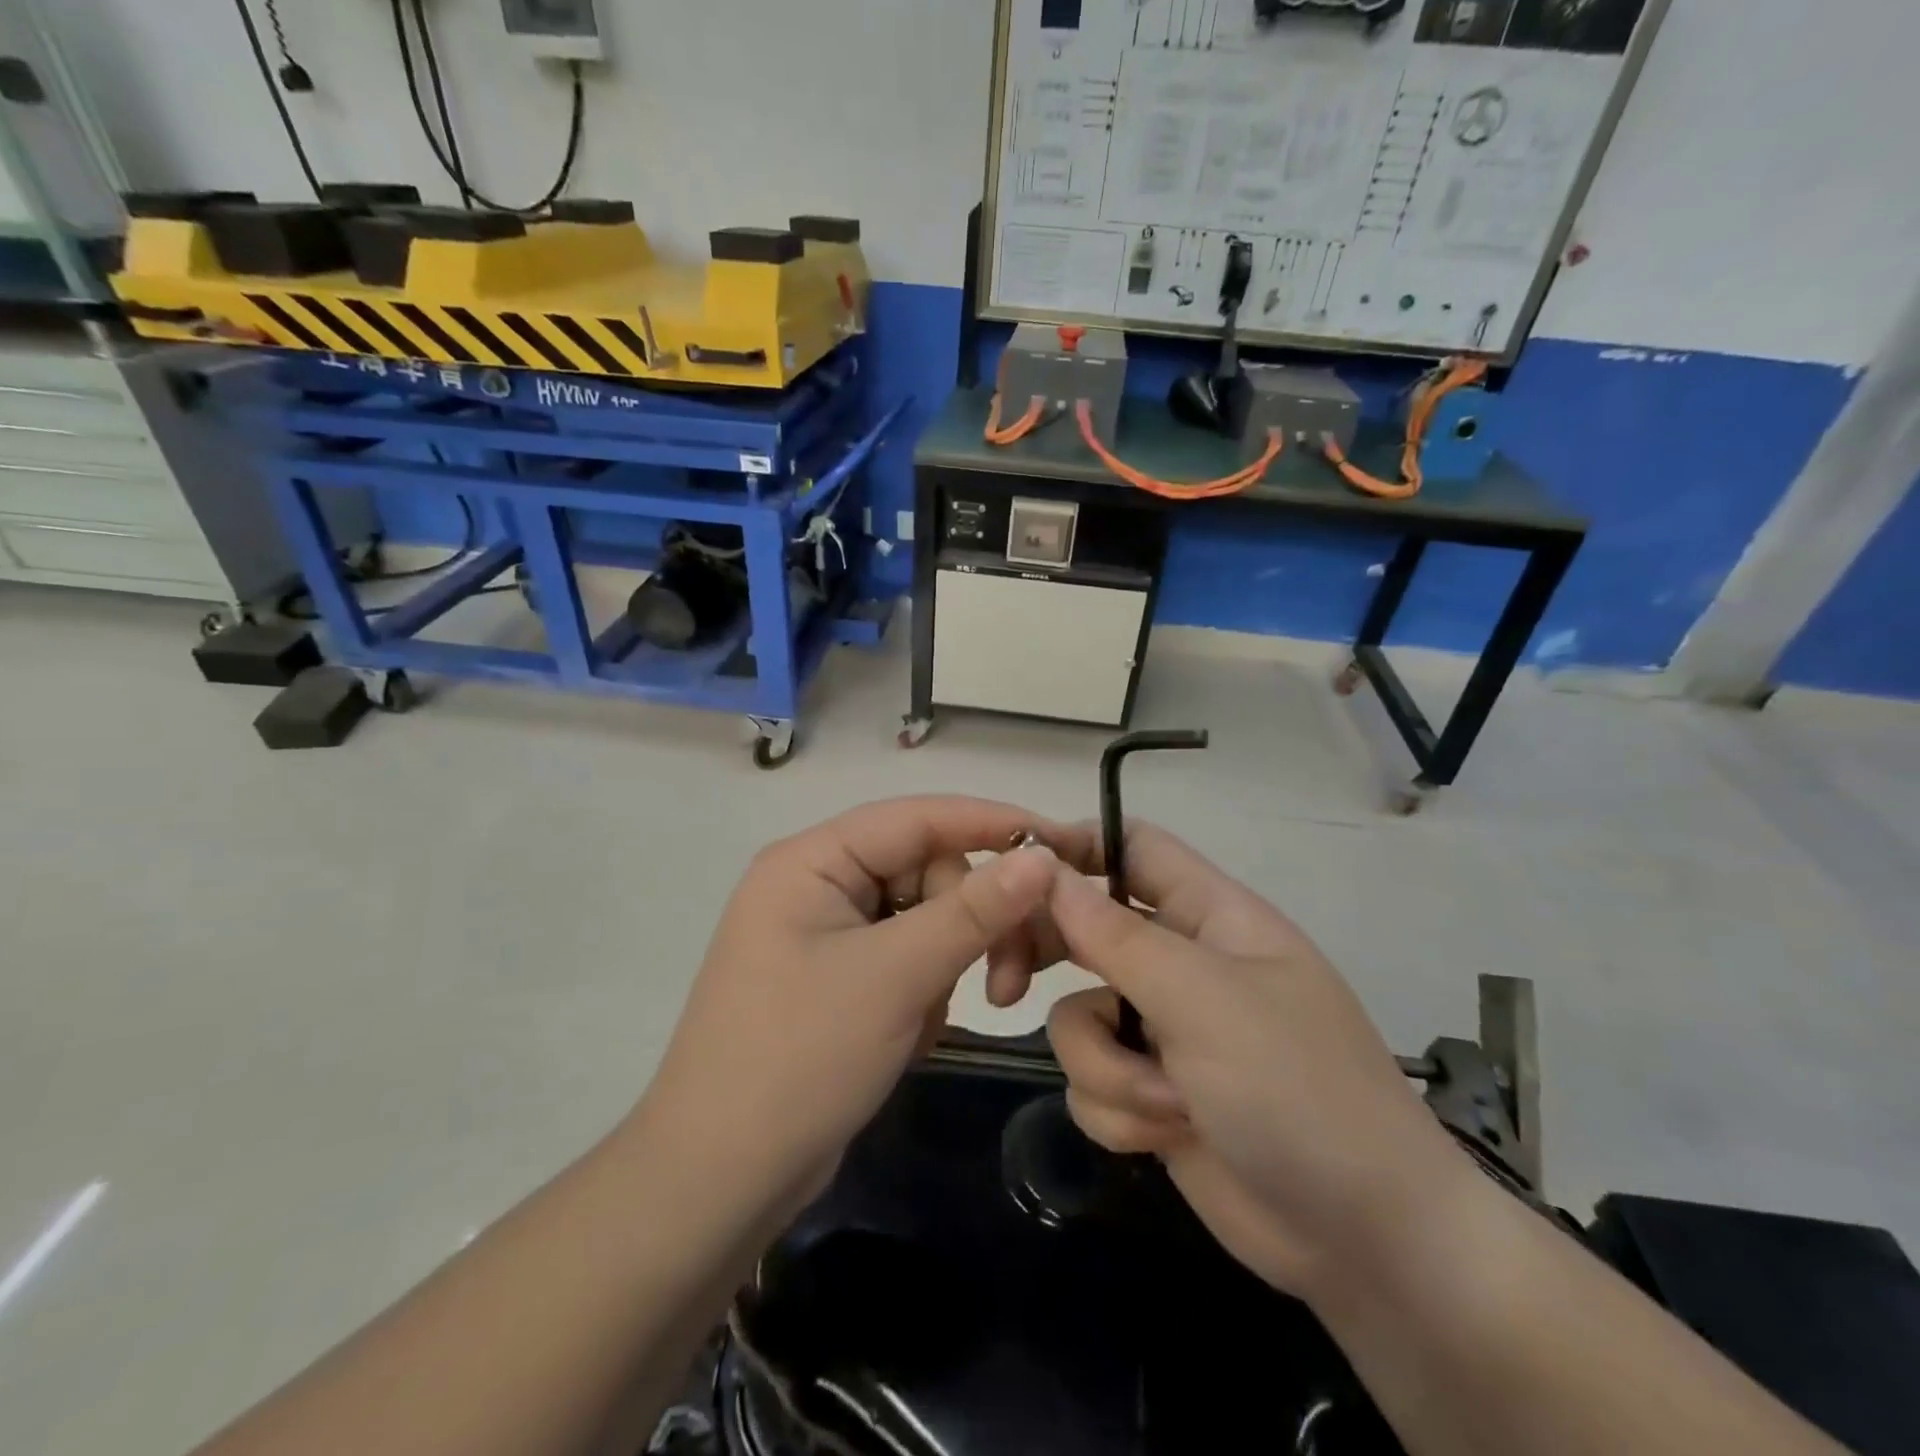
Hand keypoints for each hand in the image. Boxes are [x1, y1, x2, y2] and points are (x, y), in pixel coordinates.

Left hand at [635, 797, 1085, 1224]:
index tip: (1063, 843)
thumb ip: (973, 910)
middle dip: (972, 922)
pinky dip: (925, 991)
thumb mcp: (896, 977)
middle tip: (1009, 984)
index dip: (993, 824)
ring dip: (950, 964)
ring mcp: (826, 934)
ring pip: (923, 919)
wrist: (719, 1181)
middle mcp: (817, 884)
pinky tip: (911, 1038)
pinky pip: (905, 958)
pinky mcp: (838, 979)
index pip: (918, 817)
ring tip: (940, 1021)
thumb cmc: (800, 1060)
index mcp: (811, 861)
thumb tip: (1041, 857)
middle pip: (927, 871)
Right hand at [1043, 824, 1463, 1298]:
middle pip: (1084, 927)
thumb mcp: (1205, 1000)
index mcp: (1209, 915)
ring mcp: (1163, 1030)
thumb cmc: (1299, 1090)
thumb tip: (1045, 871)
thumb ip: (1117, 936)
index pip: (1131, 847)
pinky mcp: (1150, 1092)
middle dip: (1047, 959)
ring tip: (1169, 1104)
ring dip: (1108, 1066)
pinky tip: (1169, 1138)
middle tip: (1006, 982)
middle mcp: (1180, 962)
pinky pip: (1091, 1079)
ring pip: (1078, 1017)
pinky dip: (1120, 1112)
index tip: (1011, 872)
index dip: (1073, 847)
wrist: (1366, 1242)